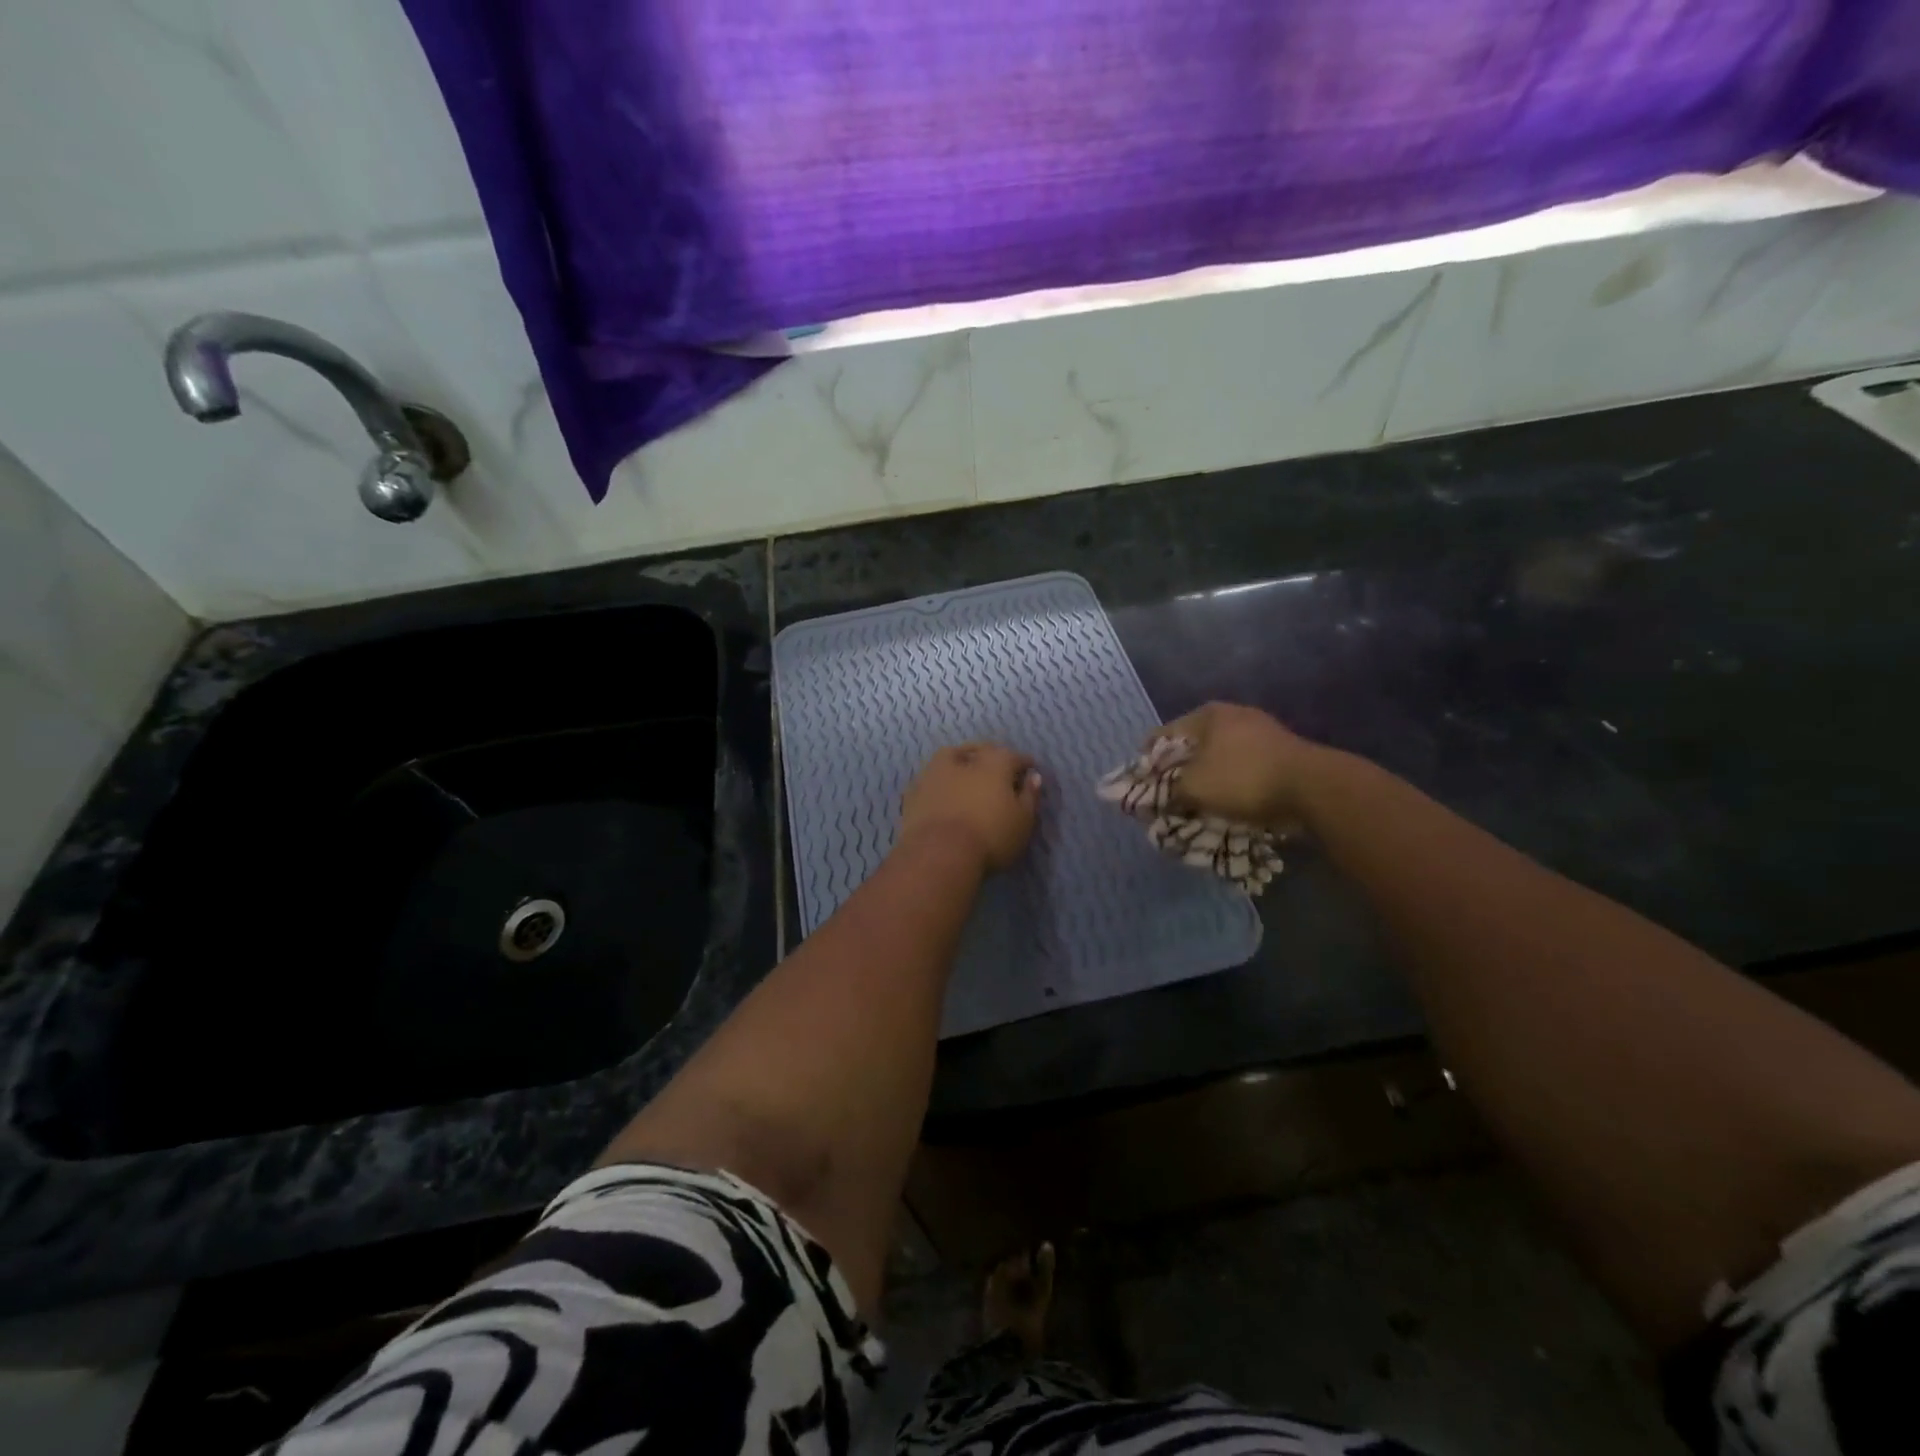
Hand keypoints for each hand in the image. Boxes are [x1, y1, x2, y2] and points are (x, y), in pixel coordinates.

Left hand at [899, 743, 1041, 872]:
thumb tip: (1033, 777)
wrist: (939, 854)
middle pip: (981, 751)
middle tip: (999, 767)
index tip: (1030, 769)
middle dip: (992, 755)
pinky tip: (943, 791)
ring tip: (967, 772)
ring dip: (961, 761)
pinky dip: (940, 782)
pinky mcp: (913, 792)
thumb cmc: (990, 837)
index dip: (1024, 763)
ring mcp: (934, 773)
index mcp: (994, 763)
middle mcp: (963, 760)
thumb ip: (1030, 796)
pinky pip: (931, 779)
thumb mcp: (1023, 821)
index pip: (1013, 756)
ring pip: (950, 757)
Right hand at [1153, 702, 1327, 827]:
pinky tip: (1230, 801)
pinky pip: (1244, 767)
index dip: (1148, 760)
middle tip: (1169, 795)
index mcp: (1207, 714)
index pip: (1163, 734)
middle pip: (1193, 744)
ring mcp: (1262, 731)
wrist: (1312, 787)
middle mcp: (1234, 715)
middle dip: (1179, 770)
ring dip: (1208, 777)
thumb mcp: (1193, 788)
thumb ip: (1168, 791)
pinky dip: (1233, 782)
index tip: (1142, 784)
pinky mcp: (1282, 751)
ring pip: (1220, 756)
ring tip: (1198, 802)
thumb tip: (1155, 798)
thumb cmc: (1242, 778)